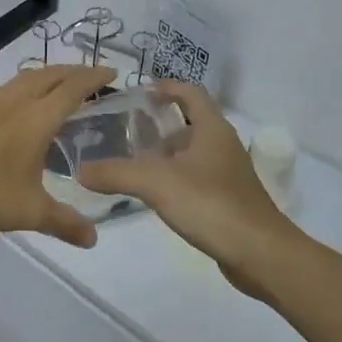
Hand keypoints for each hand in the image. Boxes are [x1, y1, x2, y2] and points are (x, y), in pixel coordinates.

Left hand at [0, 64, 116, 247]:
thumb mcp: (30, 212)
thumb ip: (64, 223)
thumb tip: (93, 239)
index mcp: (37, 117)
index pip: (74, 88)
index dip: (94, 77)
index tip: (112, 72)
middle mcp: (15, 100)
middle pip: (50, 74)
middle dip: (73, 72)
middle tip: (90, 77)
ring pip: (25, 78)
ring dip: (46, 76)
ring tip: (56, 87)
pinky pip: (4, 88)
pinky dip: (21, 87)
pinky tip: (15, 105)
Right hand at [77, 82, 299, 293]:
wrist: (260, 253)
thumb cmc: (211, 204)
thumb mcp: (156, 183)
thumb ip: (116, 173)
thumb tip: (80, 170)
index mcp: (212, 128)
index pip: (190, 93)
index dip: (167, 88)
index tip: (140, 93)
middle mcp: (222, 145)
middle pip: (189, 122)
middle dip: (159, 125)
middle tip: (126, 132)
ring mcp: (228, 174)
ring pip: (192, 153)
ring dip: (166, 154)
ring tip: (133, 165)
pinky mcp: (228, 200)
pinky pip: (196, 179)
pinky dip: (175, 179)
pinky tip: (155, 196)